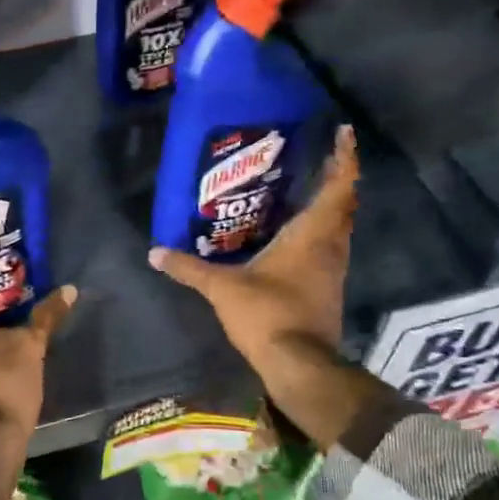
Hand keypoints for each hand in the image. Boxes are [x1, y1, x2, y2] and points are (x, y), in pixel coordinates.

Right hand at [150, 128, 364, 449]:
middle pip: (343, 206)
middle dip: (336, 180)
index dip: (343, 160)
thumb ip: (189, 268)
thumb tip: (154, 253)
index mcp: (311, 236)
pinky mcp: (327, 290)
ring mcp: (333, 271)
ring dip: (330, 209)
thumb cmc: (267, 314)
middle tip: (320, 160)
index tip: (344, 135)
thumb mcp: (222, 289)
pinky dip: (320, 234)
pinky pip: (329, 249)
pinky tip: (297, 238)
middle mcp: (330, 247)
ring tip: (308, 192)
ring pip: (339, 229)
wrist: (298, 364)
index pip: (338, 188)